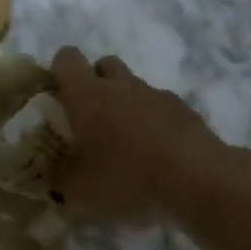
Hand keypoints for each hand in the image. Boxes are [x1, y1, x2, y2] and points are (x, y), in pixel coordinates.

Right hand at [50, 47, 229, 221]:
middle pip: (103, 65)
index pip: (66, 58)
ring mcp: (156, 94)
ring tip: (128, 145)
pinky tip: (159, 155)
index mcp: (87, 94)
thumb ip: (60, 181)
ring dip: (127, 105)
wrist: (198, 180)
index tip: (59, 98)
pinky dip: (155, 123)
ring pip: (134, 87)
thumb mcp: (80, 192)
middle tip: (92, 120)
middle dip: (96, 84)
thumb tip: (52, 179)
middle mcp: (120, 85)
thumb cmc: (127, 179)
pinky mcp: (185, 110)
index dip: (59, 72)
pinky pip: (161, 108)